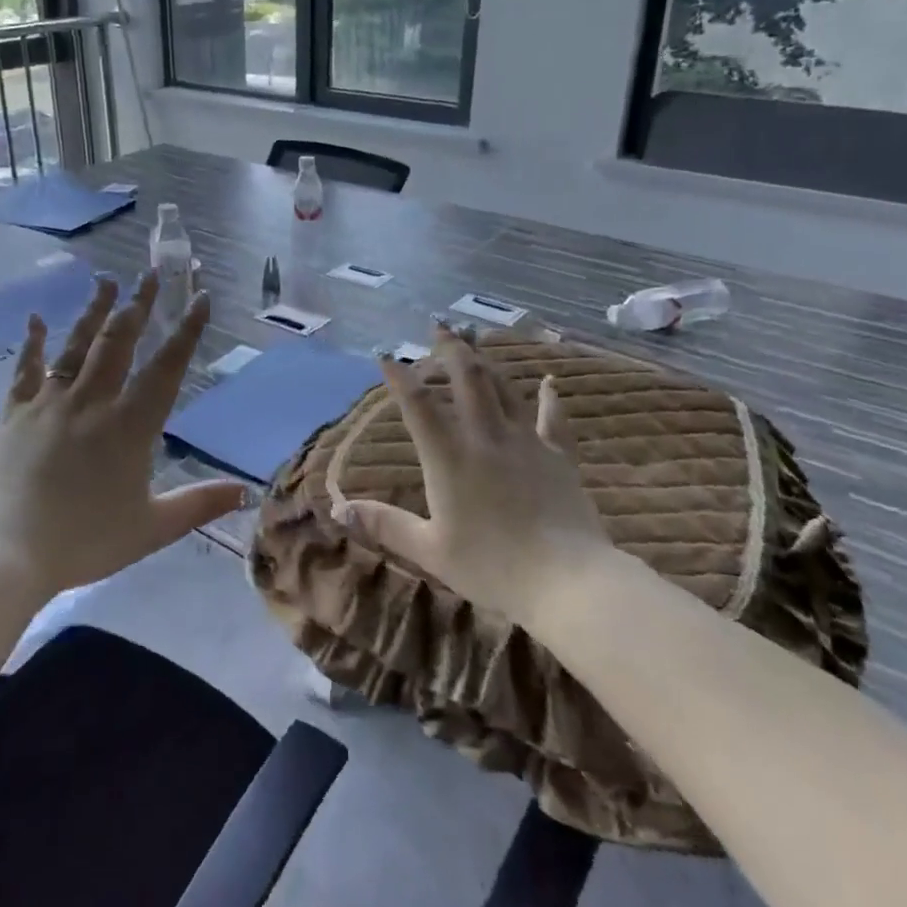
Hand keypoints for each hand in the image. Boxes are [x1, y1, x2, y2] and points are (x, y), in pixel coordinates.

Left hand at [0, 271, 245, 594]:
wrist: (2, 552)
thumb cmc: (82, 541)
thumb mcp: (151, 528)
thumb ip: (198, 504)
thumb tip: (245, 492)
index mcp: (130, 425)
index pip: (166, 367)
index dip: (186, 331)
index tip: (199, 298)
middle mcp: (92, 402)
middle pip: (120, 342)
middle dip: (139, 305)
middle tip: (151, 273)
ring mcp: (50, 403)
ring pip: (77, 346)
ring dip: (94, 311)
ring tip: (107, 281)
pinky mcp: (14, 414)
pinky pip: (26, 370)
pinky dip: (32, 344)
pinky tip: (34, 320)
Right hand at [335, 328, 611, 630]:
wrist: (567, 581)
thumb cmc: (492, 568)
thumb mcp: (430, 551)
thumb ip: (385, 525)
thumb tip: (339, 510)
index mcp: (449, 458)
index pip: (418, 405)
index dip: (399, 376)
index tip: (386, 353)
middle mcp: (486, 437)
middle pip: (468, 378)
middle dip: (450, 347)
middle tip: (439, 325)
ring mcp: (526, 442)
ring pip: (505, 388)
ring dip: (487, 361)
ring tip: (476, 341)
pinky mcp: (558, 455)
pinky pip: (553, 418)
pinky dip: (550, 398)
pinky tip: (551, 381)